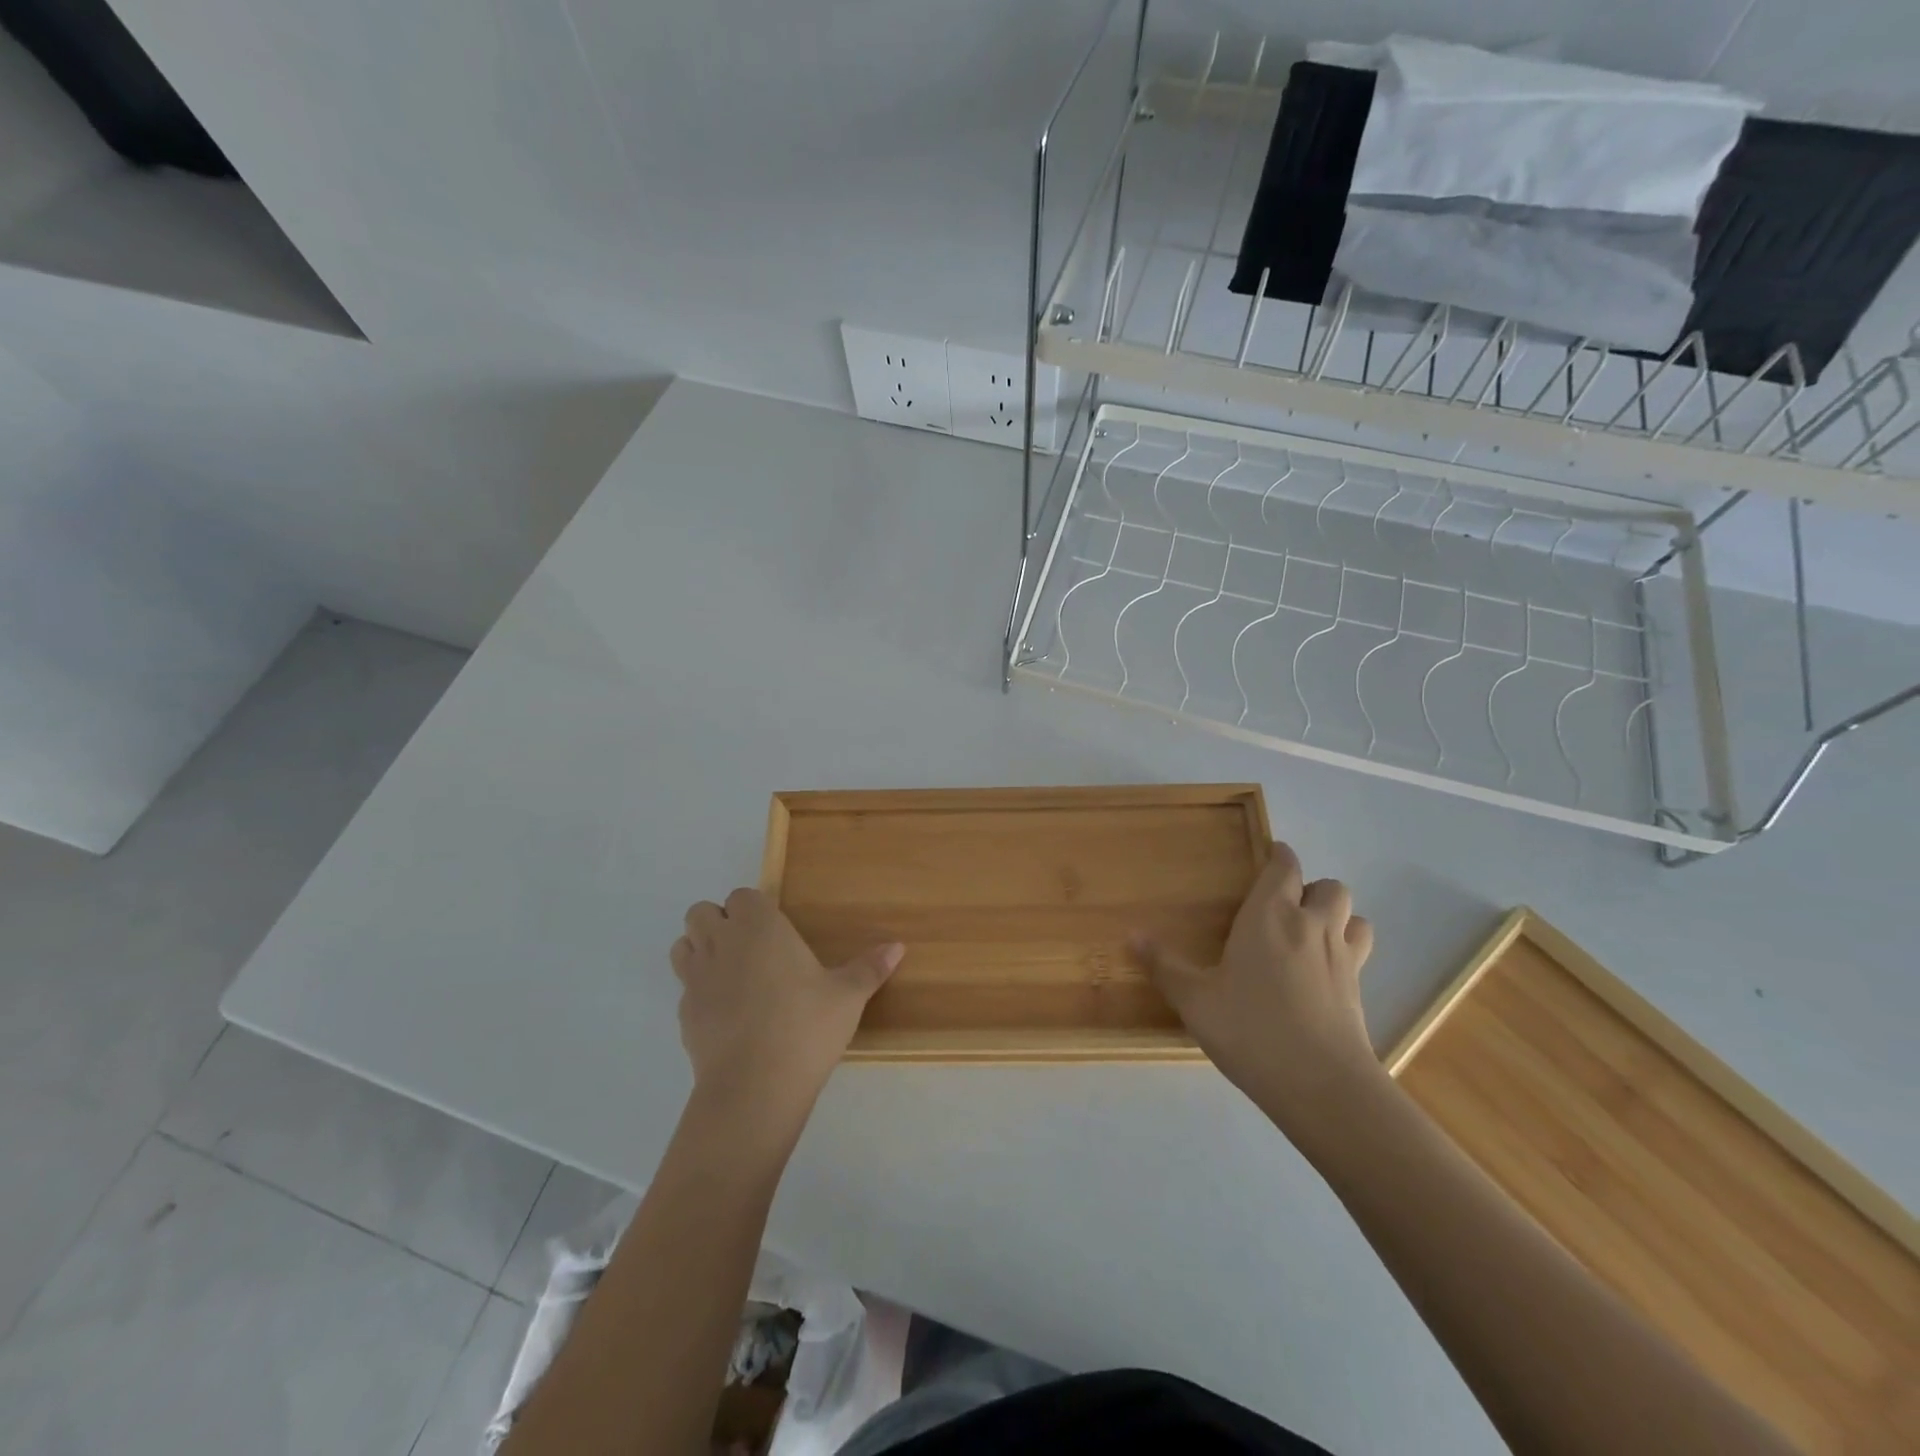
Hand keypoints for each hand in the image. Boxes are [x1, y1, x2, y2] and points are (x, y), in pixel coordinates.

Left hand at [671, 888, 902, 1116]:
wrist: (754, 1086)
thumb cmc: (805, 1026)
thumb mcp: (847, 996)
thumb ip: (869, 968)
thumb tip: (898, 946)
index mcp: (759, 926)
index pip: (742, 896)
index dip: (754, 908)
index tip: (775, 930)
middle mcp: (721, 942)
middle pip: (702, 912)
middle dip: (720, 922)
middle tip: (753, 949)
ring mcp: (696, 978)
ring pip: (683, 945)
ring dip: (701, 950)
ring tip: (732, 974)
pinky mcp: (683, 1014)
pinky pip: (685, 988)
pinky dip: (700, 992)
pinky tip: (727, 1014)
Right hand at [1130, 843, 1381, 1141]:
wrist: (1321, 1084)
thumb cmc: (1250, 1029)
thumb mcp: (1195, 1000)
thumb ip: (1164, 966)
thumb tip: (1131, 935)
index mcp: (1270, 916)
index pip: (1285, 867)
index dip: (1280, 857)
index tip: (1269, 857)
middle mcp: (1311, 926)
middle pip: (1329, 887)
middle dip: (1311, 889)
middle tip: (1285, 908)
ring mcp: (1342, 958)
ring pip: (1354, 917)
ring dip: (1337, 918)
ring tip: (1310, 936)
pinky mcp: (1359, 991)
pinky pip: (1359, 954)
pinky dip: (1345, 952)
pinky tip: (1321, 976)